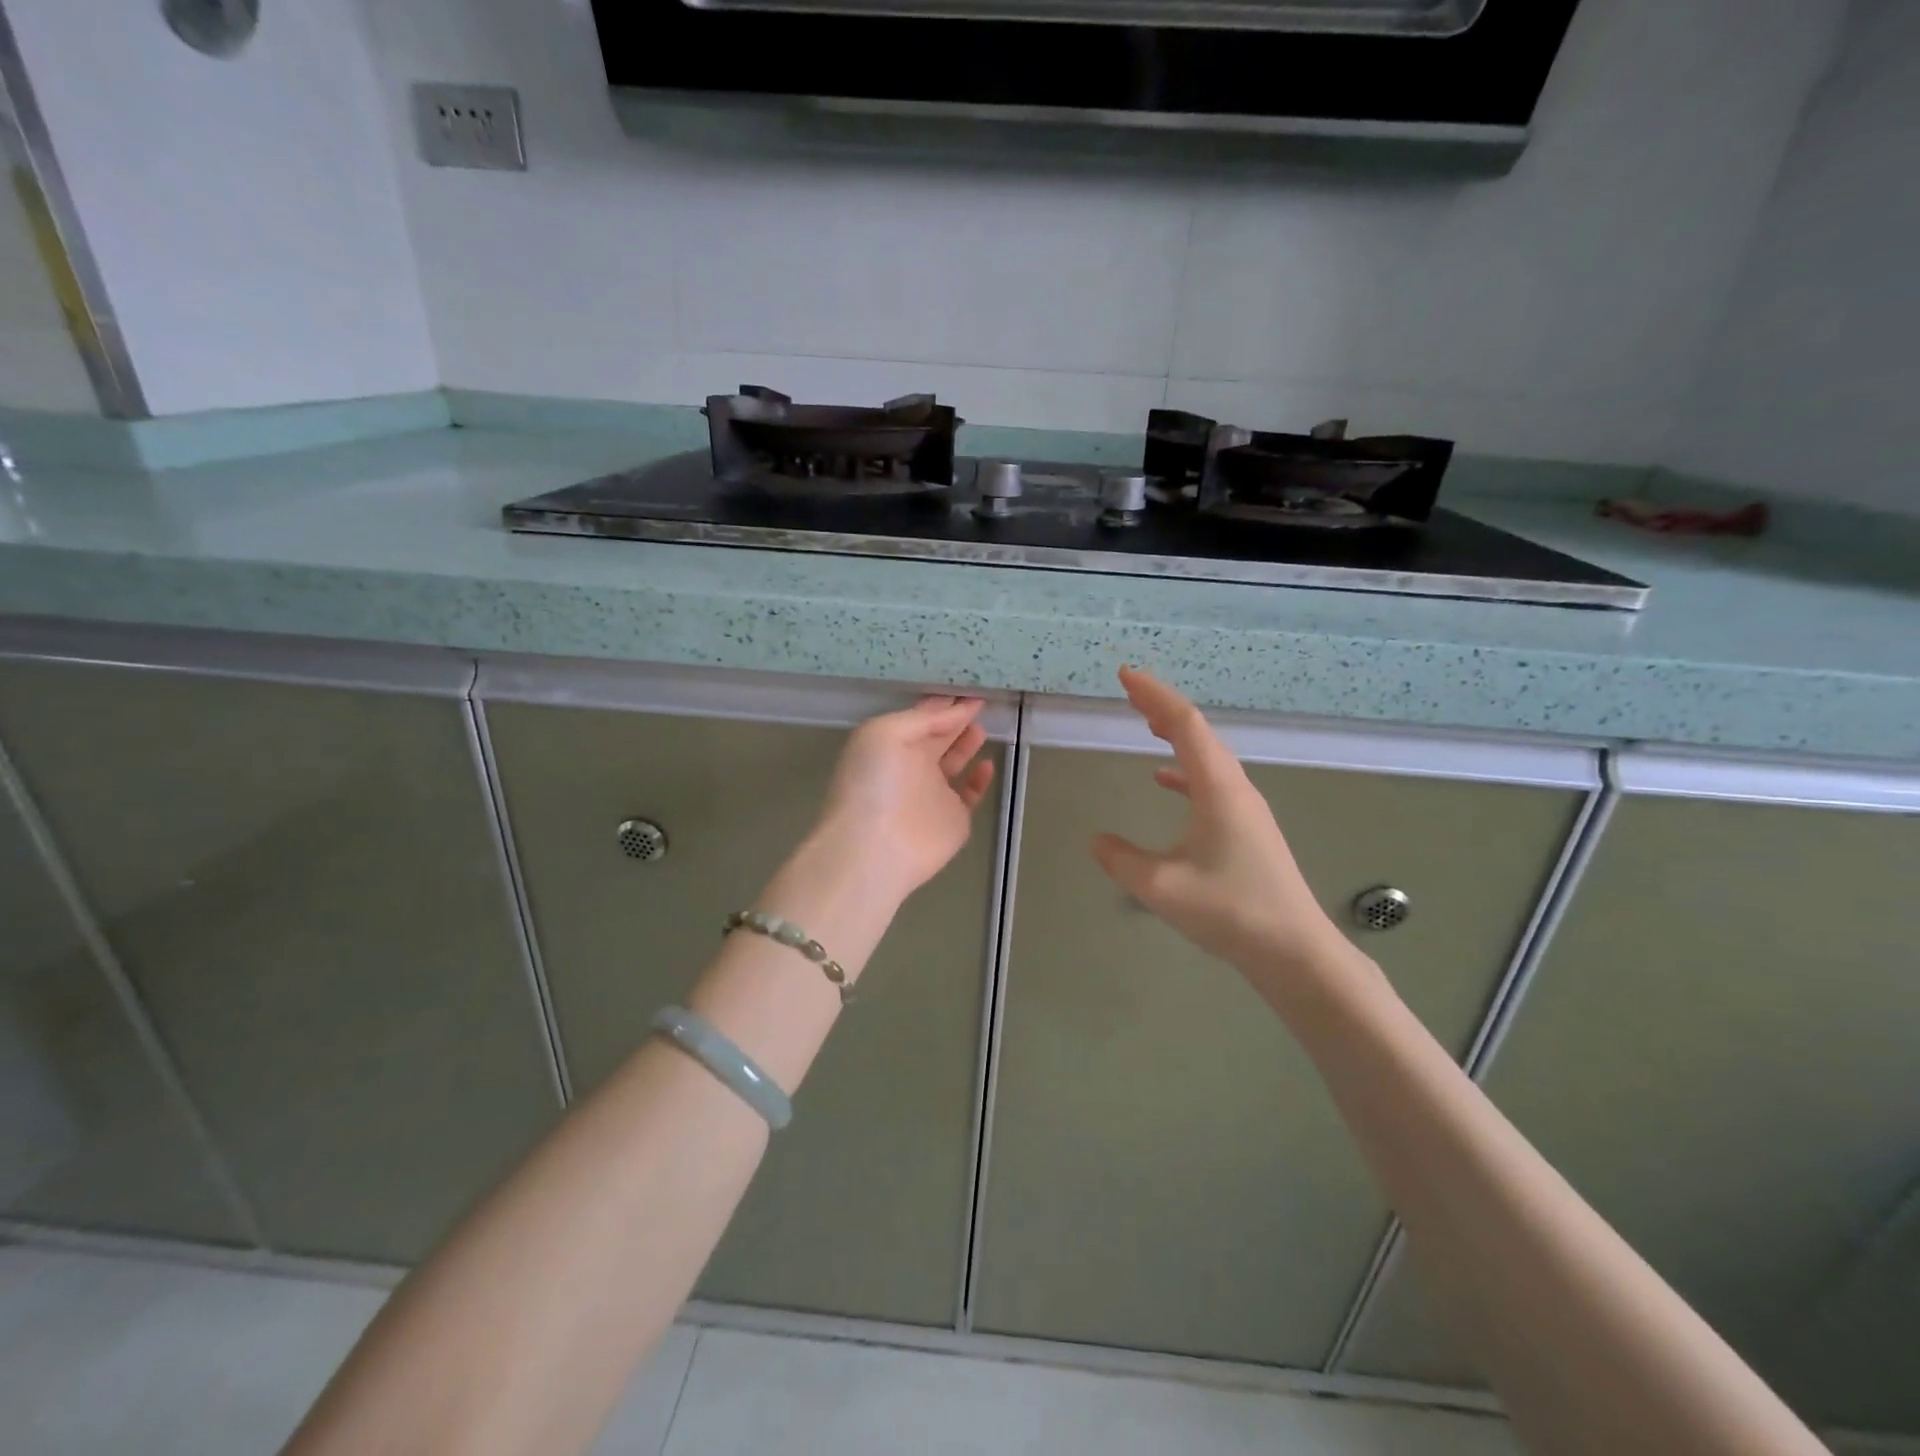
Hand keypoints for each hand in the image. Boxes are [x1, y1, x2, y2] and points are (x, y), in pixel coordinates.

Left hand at [809, 695, 996, 902]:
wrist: (875, 847)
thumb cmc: (874, 782)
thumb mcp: (886, 732)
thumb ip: (924, 718)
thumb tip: (959, 708)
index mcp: (892, 743)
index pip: (922, 717)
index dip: (944, 704)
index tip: (969, 688)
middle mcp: (912, 765)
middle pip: (938, 736)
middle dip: (956, 719)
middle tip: (982, 703)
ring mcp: (933, 793)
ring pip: (954, 762)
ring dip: (967, 743)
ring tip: (982, 726)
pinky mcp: (953, 819)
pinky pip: (970, 794)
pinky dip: (980, 779)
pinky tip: (987, 764)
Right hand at [1090, 668, 1355, 989]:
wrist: (1294, 951)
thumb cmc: (1231, 911)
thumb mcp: (1162, 887)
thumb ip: (1122, 860)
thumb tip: (1096, 840)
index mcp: (1218, 788)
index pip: (1184, 724)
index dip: (1154, 695)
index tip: (1125, 675)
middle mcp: (1235, 788)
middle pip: (1198, 732)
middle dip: (1162, 706)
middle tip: (1129, 691)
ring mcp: (1245, 807)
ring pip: (1206, 756)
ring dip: (1175, 734)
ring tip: (1146, 722)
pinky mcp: (1247, 828)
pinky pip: (1211, 782)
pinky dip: (1184, 770)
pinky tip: (1164, 780)